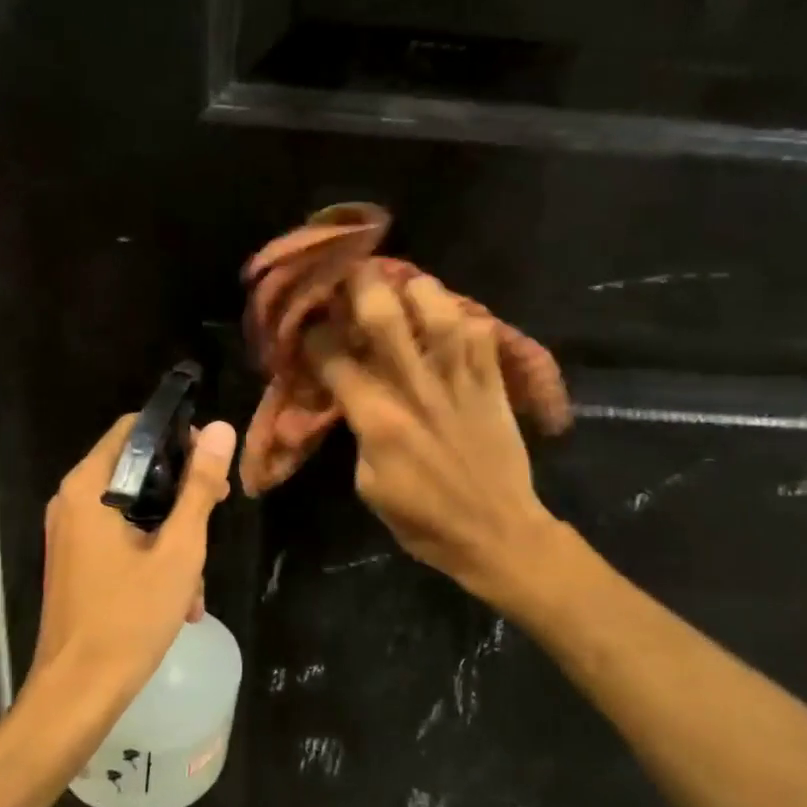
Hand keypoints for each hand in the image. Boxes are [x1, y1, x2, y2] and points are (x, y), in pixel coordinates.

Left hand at [28, 414, 237, 711]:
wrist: (78, 693)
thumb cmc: (130, 617)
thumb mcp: (179, 549)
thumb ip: (199, 487)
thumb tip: (222, 429)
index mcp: (88, 488)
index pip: (134, 429)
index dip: (178, 437)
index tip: (212, 465)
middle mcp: (72, 501)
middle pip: (136, 470)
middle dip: (182, 493)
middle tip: (218, 513)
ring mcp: (71, 534)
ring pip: (135, 511)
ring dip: (173, 536)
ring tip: (198, 579)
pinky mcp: (77, 562)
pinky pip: (122, 540)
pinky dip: (153, 557)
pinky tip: (181, 599)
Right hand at [305, 266, 557, 610]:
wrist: (497, 533)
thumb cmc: (424, 520)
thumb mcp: (369, 485)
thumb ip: (359, 433)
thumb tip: (354, 399)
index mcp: (378, 419)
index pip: (334, 358)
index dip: (315, 334)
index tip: (308, 324)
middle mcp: (417, 388)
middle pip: (385, 316)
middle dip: (361, 286)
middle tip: (350, 274)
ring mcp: (460, 380)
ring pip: (439, 310)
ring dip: (417, 289)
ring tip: (406, 286)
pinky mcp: (494, 382)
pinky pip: (482, 331)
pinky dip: (463, 316)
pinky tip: (450, 318)